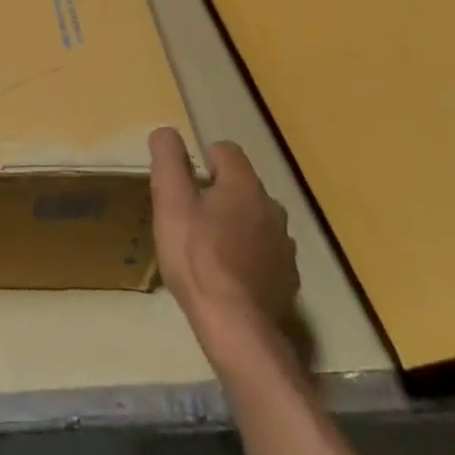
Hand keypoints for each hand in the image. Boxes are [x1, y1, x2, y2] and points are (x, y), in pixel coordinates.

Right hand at [149, 129, 299, 349]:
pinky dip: (248, 255)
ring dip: (235, 224)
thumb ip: (168, 161)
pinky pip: (265, 252)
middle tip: (189, 217)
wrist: (234, 323)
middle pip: (242, 186)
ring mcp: (284, 245)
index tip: (184, 183)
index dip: (202, 159)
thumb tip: (166, 131)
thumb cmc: (195, 255)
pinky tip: (227, 274)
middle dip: (218, 194)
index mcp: (244, 186)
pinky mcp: (288, 277)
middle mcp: (272, 208)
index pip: (226, 151)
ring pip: (255, 219)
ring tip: (207, 247)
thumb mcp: (170, 201)